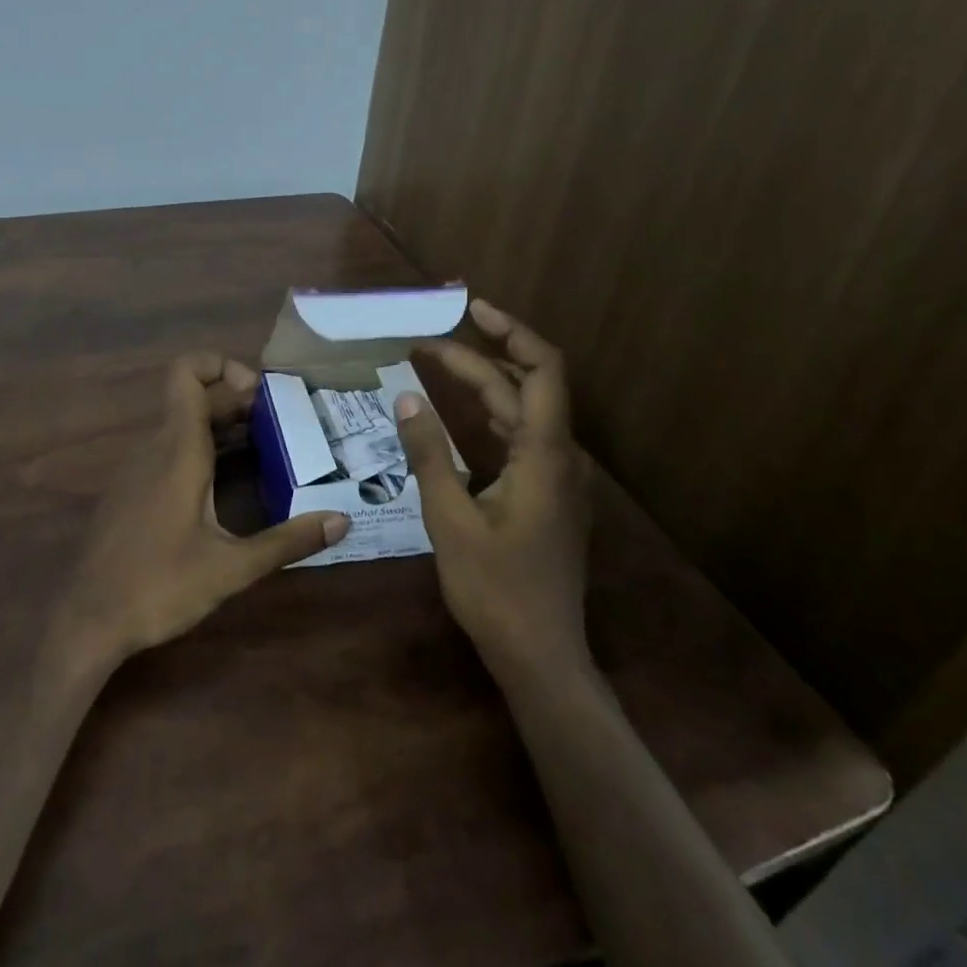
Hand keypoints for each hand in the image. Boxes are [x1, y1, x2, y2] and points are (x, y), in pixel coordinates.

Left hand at [59, 353, 350, 667]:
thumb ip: (287, 542)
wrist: (87, 620)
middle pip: (193, 397)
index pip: (187, 372)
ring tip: (264, 446)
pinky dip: (201, 447)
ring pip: (181, 423)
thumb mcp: (231, 568)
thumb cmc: (159, 587)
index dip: (221, 365)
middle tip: (280, 424)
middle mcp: (155, 447)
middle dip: (236, 400)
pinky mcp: (132, 489)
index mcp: (178, 450)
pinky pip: (169, 448)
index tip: (258, 394)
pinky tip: (226, 482)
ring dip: (220, 424)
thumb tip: (342, 520)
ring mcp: (138, 468)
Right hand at [393, 300, 594, 685]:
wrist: (541, 657)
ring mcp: (557, 478)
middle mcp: (560, 457)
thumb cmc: (495, 590)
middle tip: (421, 346)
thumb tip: (405, 399)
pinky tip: (456, 417)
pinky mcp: (547, 496)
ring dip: (482, 385)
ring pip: (521, 412)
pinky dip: (488, 417)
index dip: (512, 331)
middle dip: (476, 358)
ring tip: (433, 366)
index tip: (472, 308)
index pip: (542, 370)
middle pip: (523, 388)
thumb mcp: (450, 520)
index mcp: (545, 455)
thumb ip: (428, 455)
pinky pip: (519, 439)